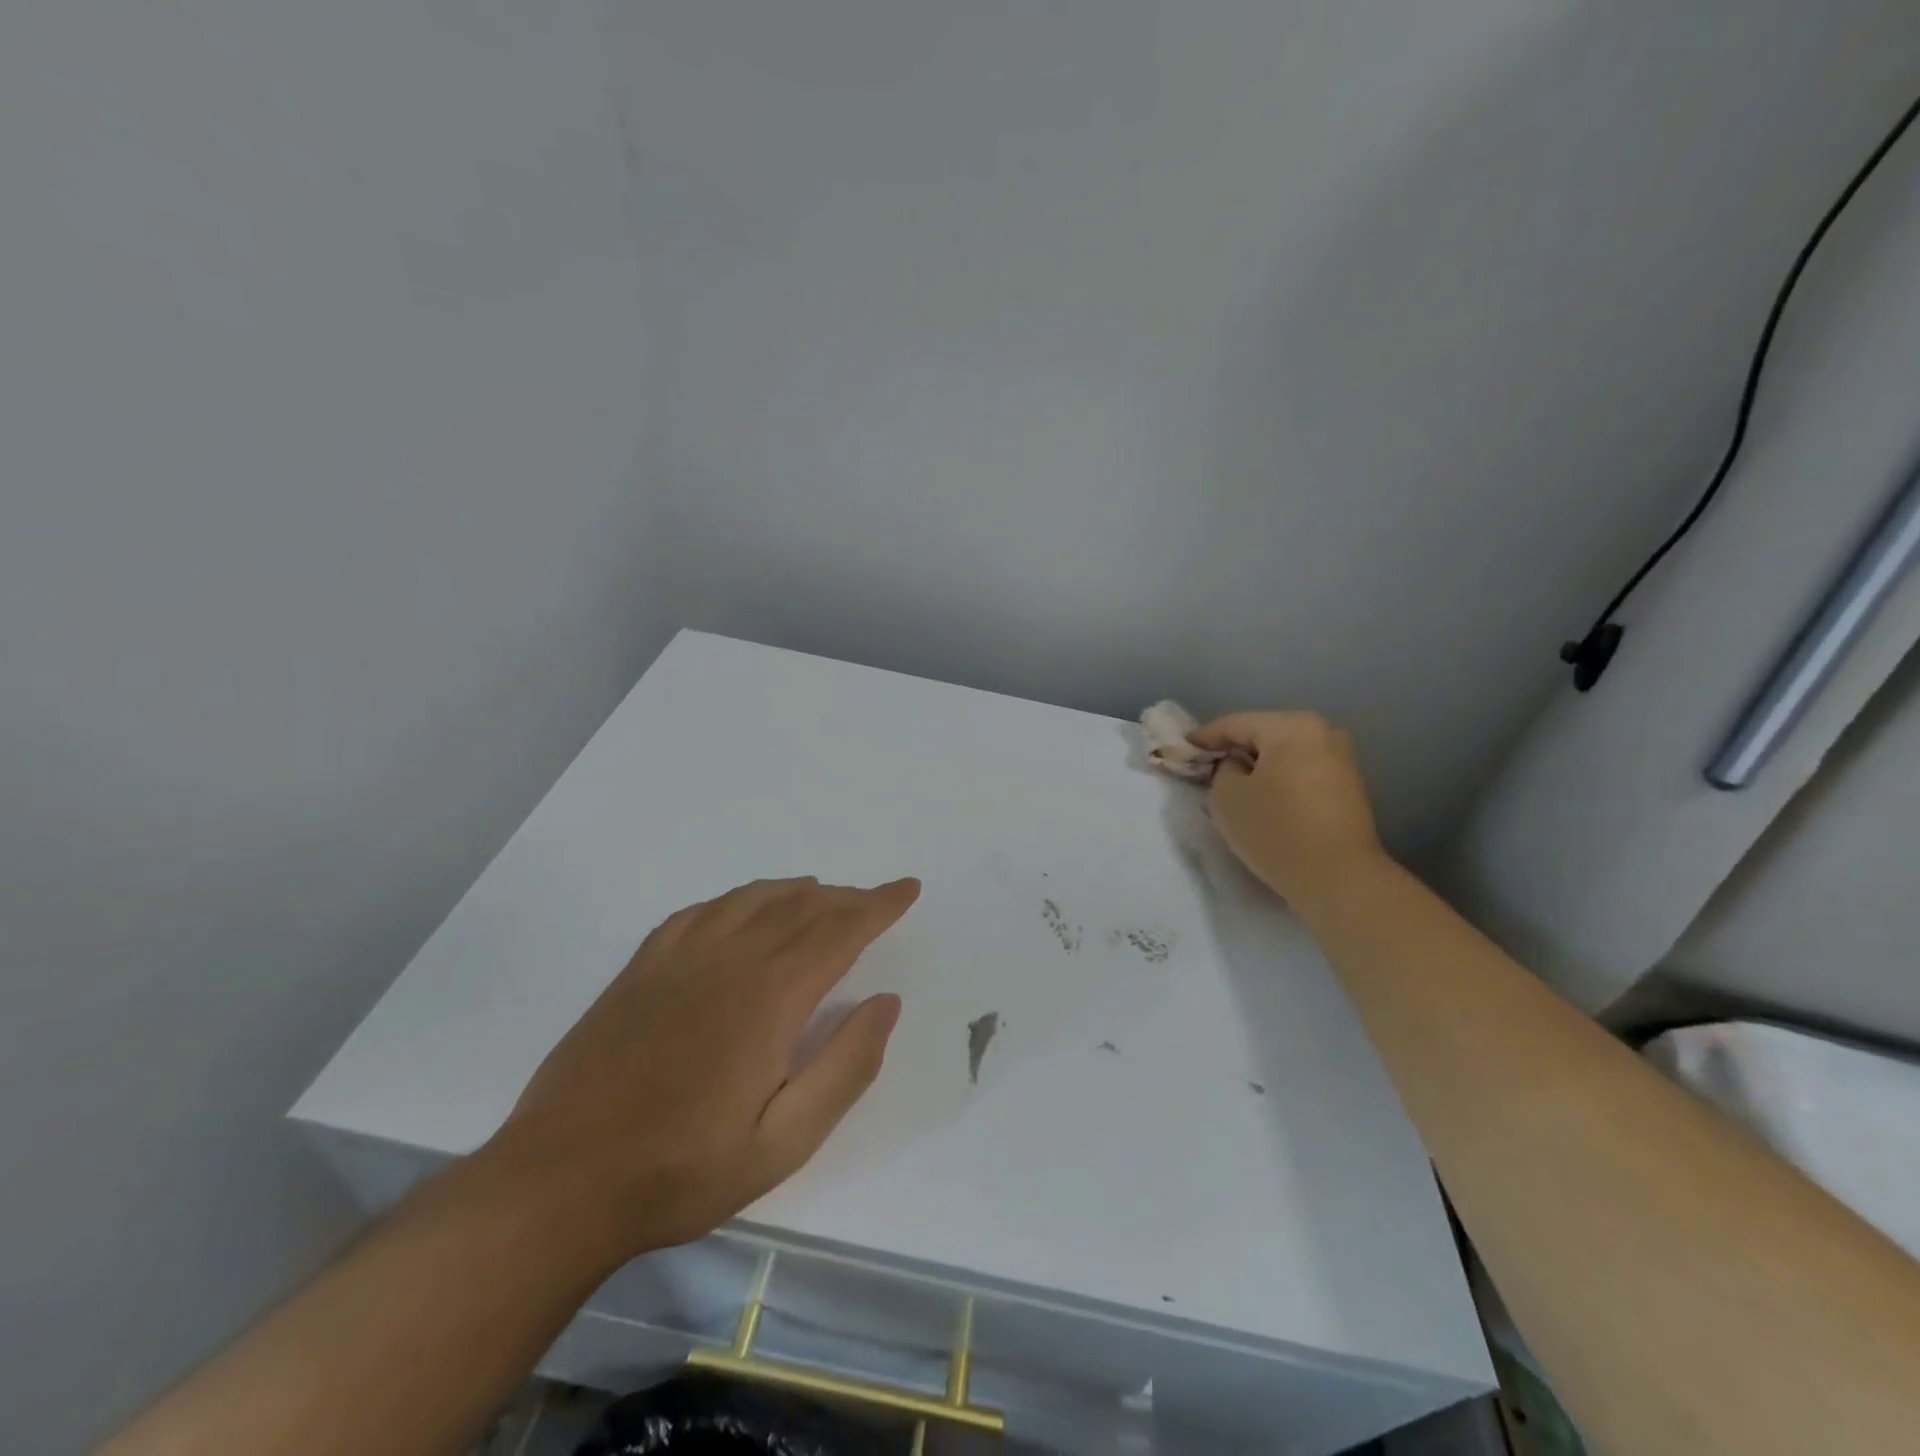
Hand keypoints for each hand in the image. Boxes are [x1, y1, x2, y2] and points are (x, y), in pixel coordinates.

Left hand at [483, 877, 918, 1269]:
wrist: (559, 1184)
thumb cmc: (682, 1170)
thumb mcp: (784, 1142)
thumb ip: (845, 1067)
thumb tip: (885, 1002)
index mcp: (769, 997)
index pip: (839, 930)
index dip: (878, 905)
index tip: (907, 888)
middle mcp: (727, 961)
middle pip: (800, 907)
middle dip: (846, 898)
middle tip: (873, 900)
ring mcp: (677, 960)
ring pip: (751, 900)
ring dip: (794, 892)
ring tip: (820, 896)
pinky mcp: (640, 971)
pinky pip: (699, 913)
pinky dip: (735, 900)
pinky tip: (741, 909)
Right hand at [1189, 712, 1387, 914]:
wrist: (1340, 878)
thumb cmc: (1276, 830)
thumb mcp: (1226, 797)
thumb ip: (1222, 770)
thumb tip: (1235, 766)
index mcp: (1292, 727)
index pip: (1235, 723)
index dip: (1204, 737)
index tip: (1182, 748)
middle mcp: (1322, 732)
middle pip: (1263, 733)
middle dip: (1234, 749)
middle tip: (1205, 766)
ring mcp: (1341, 759)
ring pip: (1284, 753)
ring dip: (1257, 765)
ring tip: (1232, 784)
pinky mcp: (1349, 786)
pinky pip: (1301, 771)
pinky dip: (1279, 778)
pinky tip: (1263, 797)